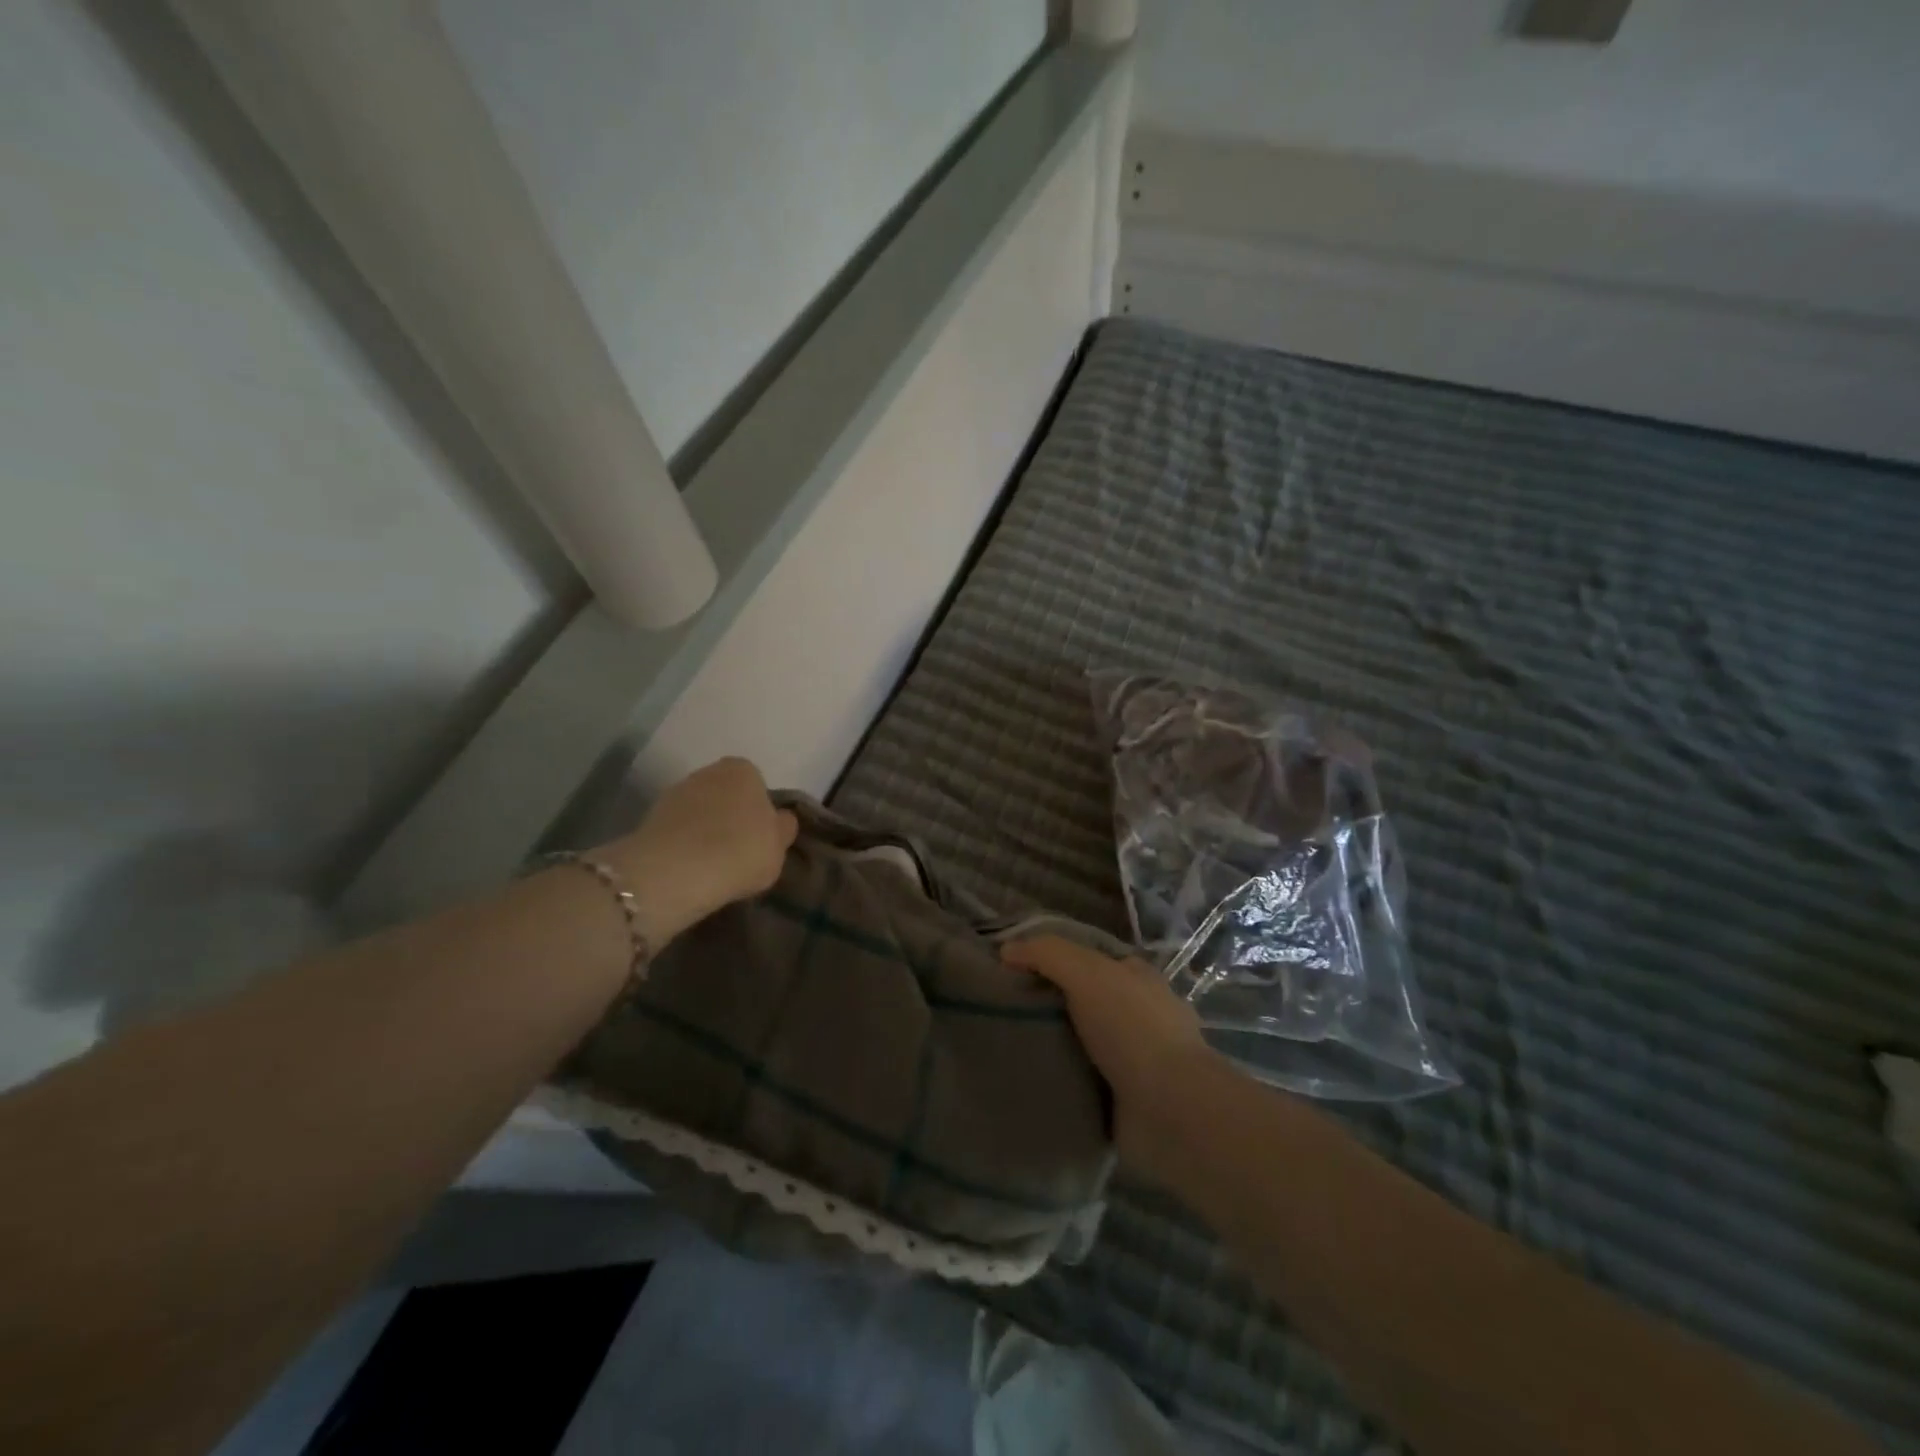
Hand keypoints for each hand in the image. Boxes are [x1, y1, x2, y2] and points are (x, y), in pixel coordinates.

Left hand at [601, 758, 798, 945]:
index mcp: (743, 770)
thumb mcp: (779, 847)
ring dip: (704, 830)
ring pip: (699, 811)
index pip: (757, 785)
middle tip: (737, 851)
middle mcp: (708, 771)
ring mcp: (675, 792)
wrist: (678, 870)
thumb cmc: (741, 851)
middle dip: (730, 816)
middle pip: (725, 794)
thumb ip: (782, 829)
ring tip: (712, 864)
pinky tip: (690, 868)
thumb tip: (779, 820)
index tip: (760, 838)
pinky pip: (678, 830)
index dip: (759, 813)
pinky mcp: (650, 817)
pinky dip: (683, 844)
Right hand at [1001, 936, 1218, 1182]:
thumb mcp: (1086, 972)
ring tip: (1005, 1046)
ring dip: (1053, 1046)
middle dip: (1049, 1005)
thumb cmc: (1132, 1028)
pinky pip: (1083, 1082)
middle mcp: (1139, 1014)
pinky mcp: (1127, 1099)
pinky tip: (1030, 1080)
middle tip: (1001, 1010)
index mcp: (1138, 978)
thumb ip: (1046, 953)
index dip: (1053, 959)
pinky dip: (1061, 1082)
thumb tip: (1006, 949)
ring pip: (1082, 1042)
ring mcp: (1135, 1059)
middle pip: (1084, 1001)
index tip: (1013, 970)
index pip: (1089, 959)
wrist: (1171, 1110)